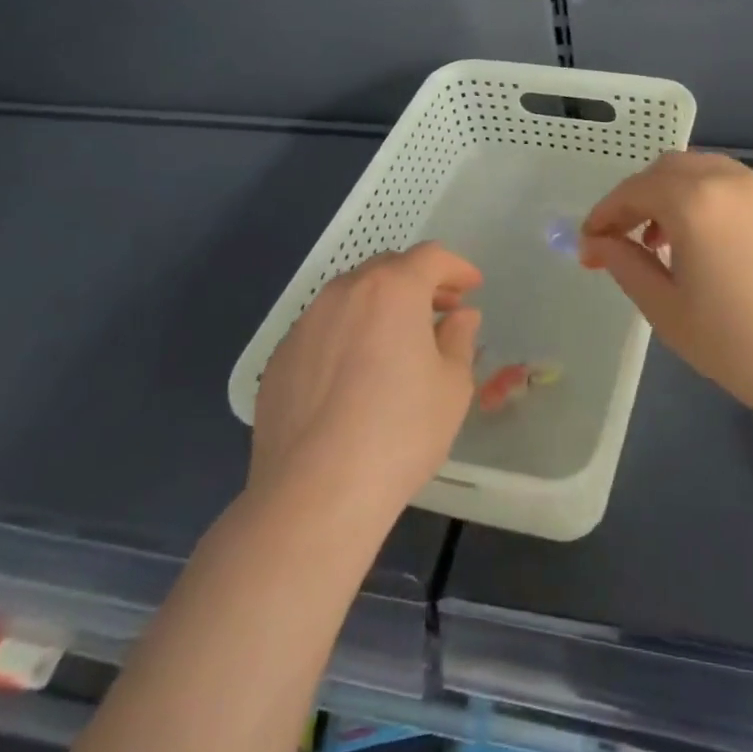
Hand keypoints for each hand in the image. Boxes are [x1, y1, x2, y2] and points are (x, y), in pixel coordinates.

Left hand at [249, 243, 483, 512]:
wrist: (314, 494)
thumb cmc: (400, 432)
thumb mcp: (453, 385)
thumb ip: (459, 338)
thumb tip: (459, 316)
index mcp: (392, 289)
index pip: (431, 257)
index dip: (456, 267)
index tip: (472, 286)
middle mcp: (344, 293)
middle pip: (387, 268)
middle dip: (418, 282)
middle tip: (440, 309)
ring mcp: (305, 324)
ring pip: (351, 296)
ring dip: (380, 306)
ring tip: (397, 341)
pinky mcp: (280, 359)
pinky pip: (323, 330)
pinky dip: (347, 334)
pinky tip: (355, 376)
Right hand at [579, 152, 752, 423]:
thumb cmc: (736, 344)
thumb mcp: (666, 309)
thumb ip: (625, 264)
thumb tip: (597, 243)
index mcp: (695, 202)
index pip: (635, 190)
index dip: (606, 212)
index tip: (590, 240)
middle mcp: (732, 181)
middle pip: (670, 168)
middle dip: (641, 195)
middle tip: (628, 235)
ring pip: (709, 171)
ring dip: (679, 194)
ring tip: (671, 239)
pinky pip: (743, 188)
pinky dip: (716, 201)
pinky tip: (719, 244)